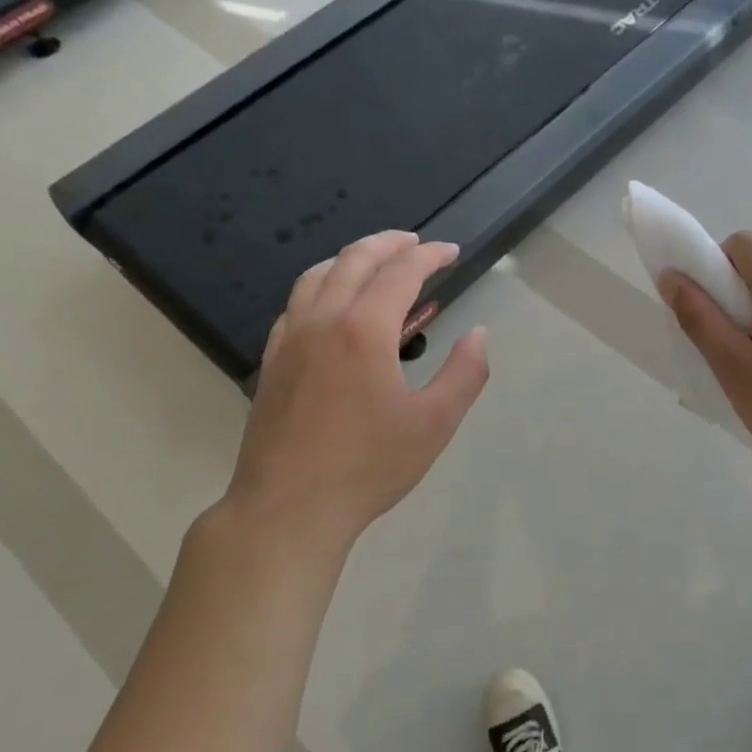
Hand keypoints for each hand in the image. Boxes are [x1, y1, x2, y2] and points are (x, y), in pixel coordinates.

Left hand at [220, 231, 489, 557]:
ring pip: (317, 276)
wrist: (288, 508)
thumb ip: (465, 373)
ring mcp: (289, 339)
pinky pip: (296, 304)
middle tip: (417, 243)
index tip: (451, 252)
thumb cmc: (369, 466)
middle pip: (354, 260)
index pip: (400, 272)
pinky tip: (336, 308)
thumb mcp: (436, 423)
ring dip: (351, 259)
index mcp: (363, 330)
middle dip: (389, 243)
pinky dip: (322, 287)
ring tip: (377, 264)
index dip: (429, 256)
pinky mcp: (272, 361)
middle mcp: (321, 320)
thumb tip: (478, 334)